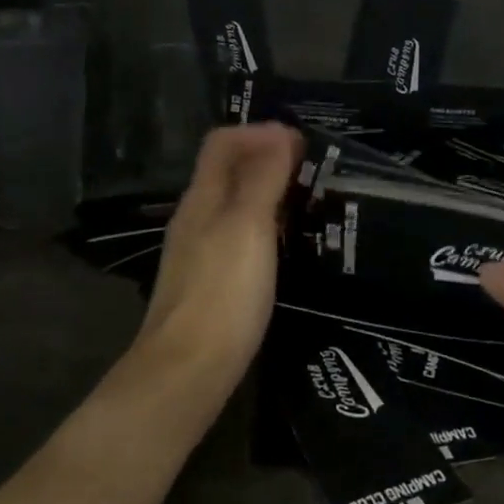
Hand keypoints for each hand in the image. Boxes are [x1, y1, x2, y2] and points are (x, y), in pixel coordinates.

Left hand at [138, 122, 304, 370]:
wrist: (188, 371)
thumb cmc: (222, 293)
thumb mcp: (247, 226)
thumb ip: (262, 178)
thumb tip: (278, 132)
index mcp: (202, 198)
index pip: (223, 142)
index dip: (260, 132)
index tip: (303, 143)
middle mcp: (196, 218)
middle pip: (228, 171)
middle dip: (268, 159)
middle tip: (315, 170)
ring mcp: (201, 252)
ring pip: (235, 204)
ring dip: (269, 192)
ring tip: (310, 202)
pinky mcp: (211, 282)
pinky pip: (239, 236)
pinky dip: (265, 226)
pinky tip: (288, 245)